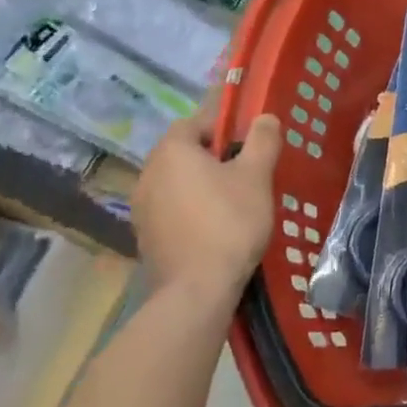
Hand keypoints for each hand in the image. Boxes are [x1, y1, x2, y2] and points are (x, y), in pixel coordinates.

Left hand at [131, 101, 281, 305]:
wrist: (197, 288)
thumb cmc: (230, 221)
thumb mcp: (257, 175)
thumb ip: (262, 140)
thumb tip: (264, 117)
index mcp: (172, 152)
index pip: (194, 121)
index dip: (222, 123)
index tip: (248, 137)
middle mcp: (148, 173)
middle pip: (183, 151)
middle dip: (212, 153)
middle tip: (245, 166)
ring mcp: (142, 207)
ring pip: (176, 180)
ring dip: (200, 181)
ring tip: (233, 196)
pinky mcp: (145, 235)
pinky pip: (171, 207)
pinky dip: (190, 206)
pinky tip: (215, 223)